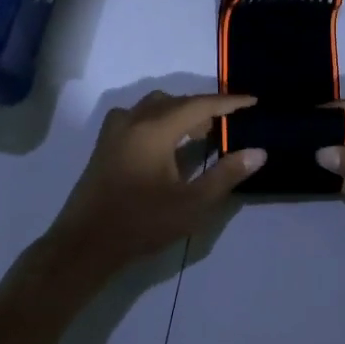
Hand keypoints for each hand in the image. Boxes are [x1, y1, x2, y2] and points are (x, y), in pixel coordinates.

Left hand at [42, 91, 265, 283]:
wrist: (86, 242)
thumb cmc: (142, 223)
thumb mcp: (191, 204)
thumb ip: (226, 175)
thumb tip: (258, 152)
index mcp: (155, 129)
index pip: (199, 105)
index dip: (228, 102)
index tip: (252, 101)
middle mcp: (134, 120)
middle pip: (176, 101)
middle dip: (204, 108)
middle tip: (227, 124)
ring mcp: (115, 130)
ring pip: (155, 106)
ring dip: (180, 112)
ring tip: (199, 134)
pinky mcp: (105, 143)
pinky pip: (137, 116)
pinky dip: (158, 118)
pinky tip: (165, 142)